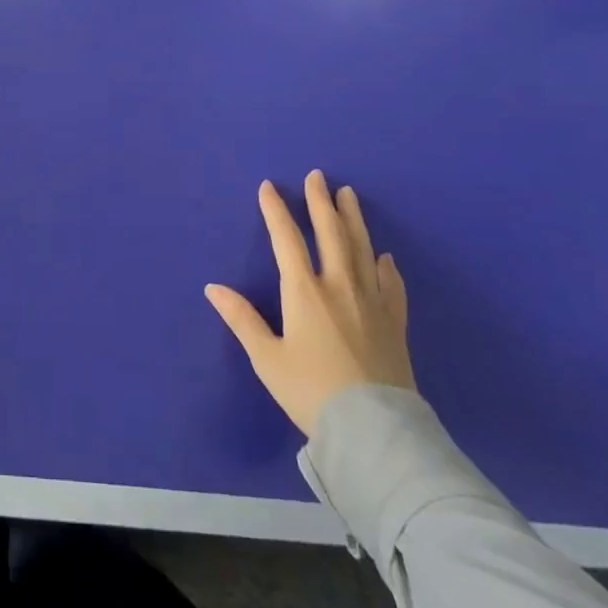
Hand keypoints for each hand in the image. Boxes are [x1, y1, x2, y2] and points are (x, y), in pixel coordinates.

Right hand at [206, 171, 414, 436]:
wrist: (373, 430)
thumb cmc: (311, 392)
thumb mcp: (267, 358)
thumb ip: (241, 319)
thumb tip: (213, 288)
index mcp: (304, 292)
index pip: (287, 239)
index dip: (276, 211)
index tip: (269, 187)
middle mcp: (339, 286)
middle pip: (330, 234)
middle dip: (320, 202)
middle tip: (317, 176)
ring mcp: (372, 302)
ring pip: (362, 249)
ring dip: (353, 219)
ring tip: (349, 195)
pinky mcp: (394, 323)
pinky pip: (392, 286)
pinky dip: (387, 267)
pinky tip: (385, 256)